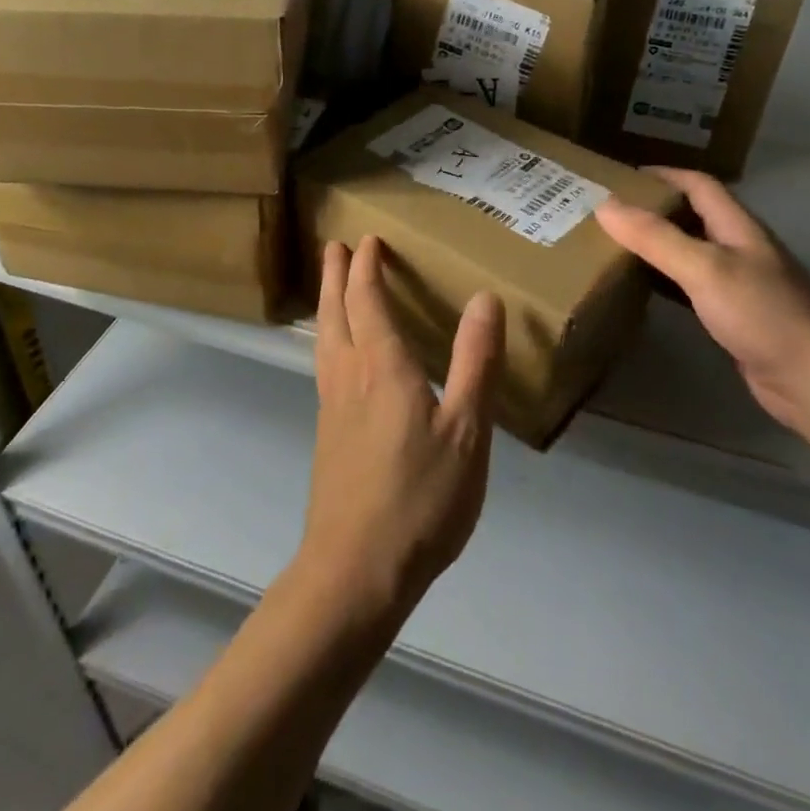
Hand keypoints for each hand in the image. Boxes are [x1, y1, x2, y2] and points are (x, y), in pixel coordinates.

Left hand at [297, 237, 502, 621]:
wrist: (356, 570)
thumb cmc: (420, 498)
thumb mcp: (466, 430)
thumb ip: (475, 362)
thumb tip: (485, 298)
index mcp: (382, 366)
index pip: (367, 300)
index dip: (367, 267)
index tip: (368, 240)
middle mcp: (349, 375)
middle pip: (335, 311)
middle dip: (336, 275)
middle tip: (336, 245)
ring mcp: (331, 406)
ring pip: (324, 338)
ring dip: (327, 303)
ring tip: (330, 286)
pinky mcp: (327, 434)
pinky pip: (324, 363)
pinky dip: (328, 337)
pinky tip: (337, 354)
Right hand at [596, 168, 809, 437]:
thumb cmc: (763, 313)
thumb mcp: (704, 268)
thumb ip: (655, 237)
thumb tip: (604, 205)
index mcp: (736, 225)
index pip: (697, 184)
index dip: (661, 174)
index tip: (619, 177)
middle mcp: (737, 247)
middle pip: (691, 215)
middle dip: (651, 208)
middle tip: (606, 212)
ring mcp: (737, 283)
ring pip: (688, 251)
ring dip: (655, 245)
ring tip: (612, 244)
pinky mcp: (732, 316)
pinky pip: (689, 287)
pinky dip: (663, 281)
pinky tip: (639, 287)